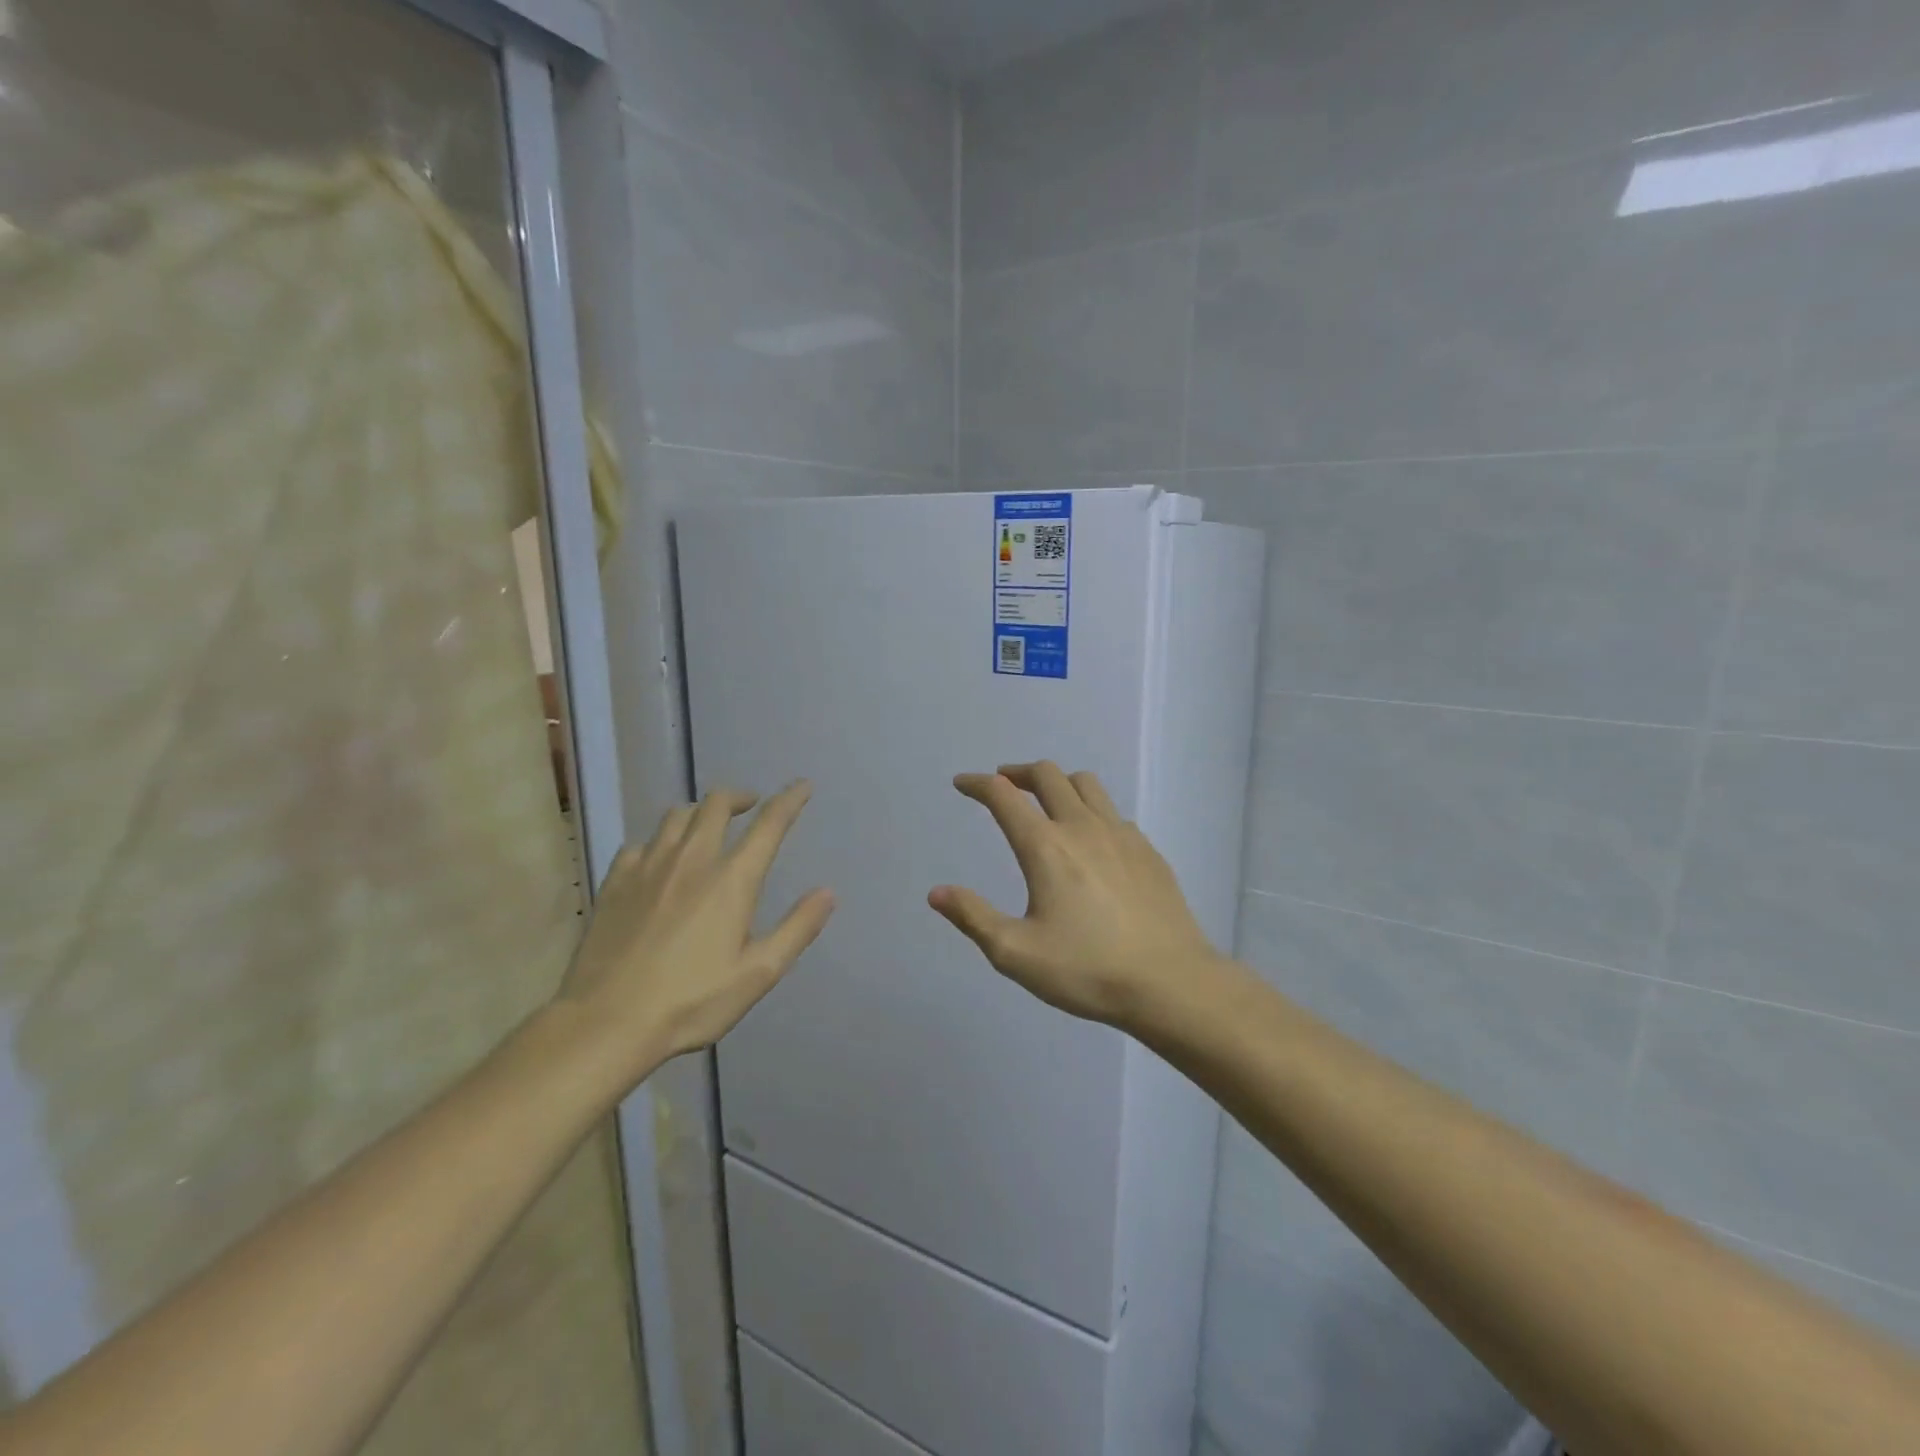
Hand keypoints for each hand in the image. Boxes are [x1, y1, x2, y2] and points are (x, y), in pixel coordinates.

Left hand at [555, 782, 834, 1086]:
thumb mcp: (758, 973)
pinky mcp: (615, 881)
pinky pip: (641, 843)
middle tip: (751, 806)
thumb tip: (827, 892)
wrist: (607, 1022)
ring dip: (700, 812)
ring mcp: (648, 866)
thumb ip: (797, 929)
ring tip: (708, 826)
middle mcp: (692, 859)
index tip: (802, 786)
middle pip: (717, 804)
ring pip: (677, 816)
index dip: (790, 800)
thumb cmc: (692, 1001)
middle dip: (739, 797)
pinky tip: (659, 860)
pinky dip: (659, 842)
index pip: (769, 824)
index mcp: (732, 879)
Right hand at [928, 763, 1221, 1028]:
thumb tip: (937, 893)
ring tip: (1046, 800)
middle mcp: (1082, 827)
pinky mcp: (1147, 849)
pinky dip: (1090, 808)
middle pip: (1047, 775)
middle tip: (1003, 785)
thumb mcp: (1016, 953)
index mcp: (1045, 847)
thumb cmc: (1087, 970)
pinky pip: (1112, 811)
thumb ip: (973, 917)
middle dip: (1018, 773)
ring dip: (1057, 782)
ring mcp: (1120, 834)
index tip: (963, 783)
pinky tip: (1090, 837)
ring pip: (1085, 783)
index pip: (1004, 796)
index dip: (978, 784)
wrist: (1170, 983)